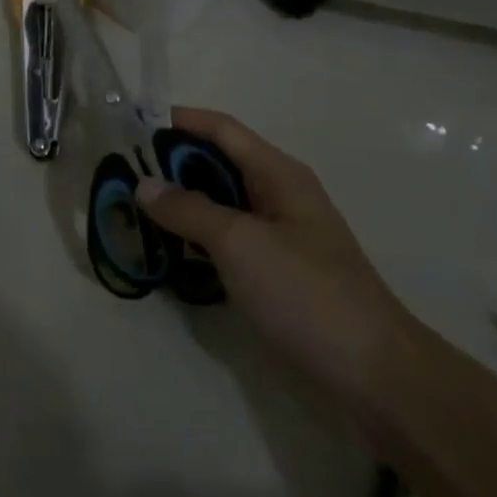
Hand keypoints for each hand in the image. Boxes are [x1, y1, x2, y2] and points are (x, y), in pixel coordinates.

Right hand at [139, 107, 415, 394]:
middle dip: (173, 164)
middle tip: (123, 174)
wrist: (373, 375)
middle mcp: (279, 195)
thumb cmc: (306, 293)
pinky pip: (228, 241)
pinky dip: (197, 239)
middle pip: (219, 164)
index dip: (180, 120)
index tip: (133, 122)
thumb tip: (143, 183)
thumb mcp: (240, 243)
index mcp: (278, 174)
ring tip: (134, 211)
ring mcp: (279, 237)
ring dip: (182, 204)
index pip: (222, 129)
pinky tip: (169, 253)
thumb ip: (189, 209)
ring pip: (221, 204)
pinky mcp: (276, 273)